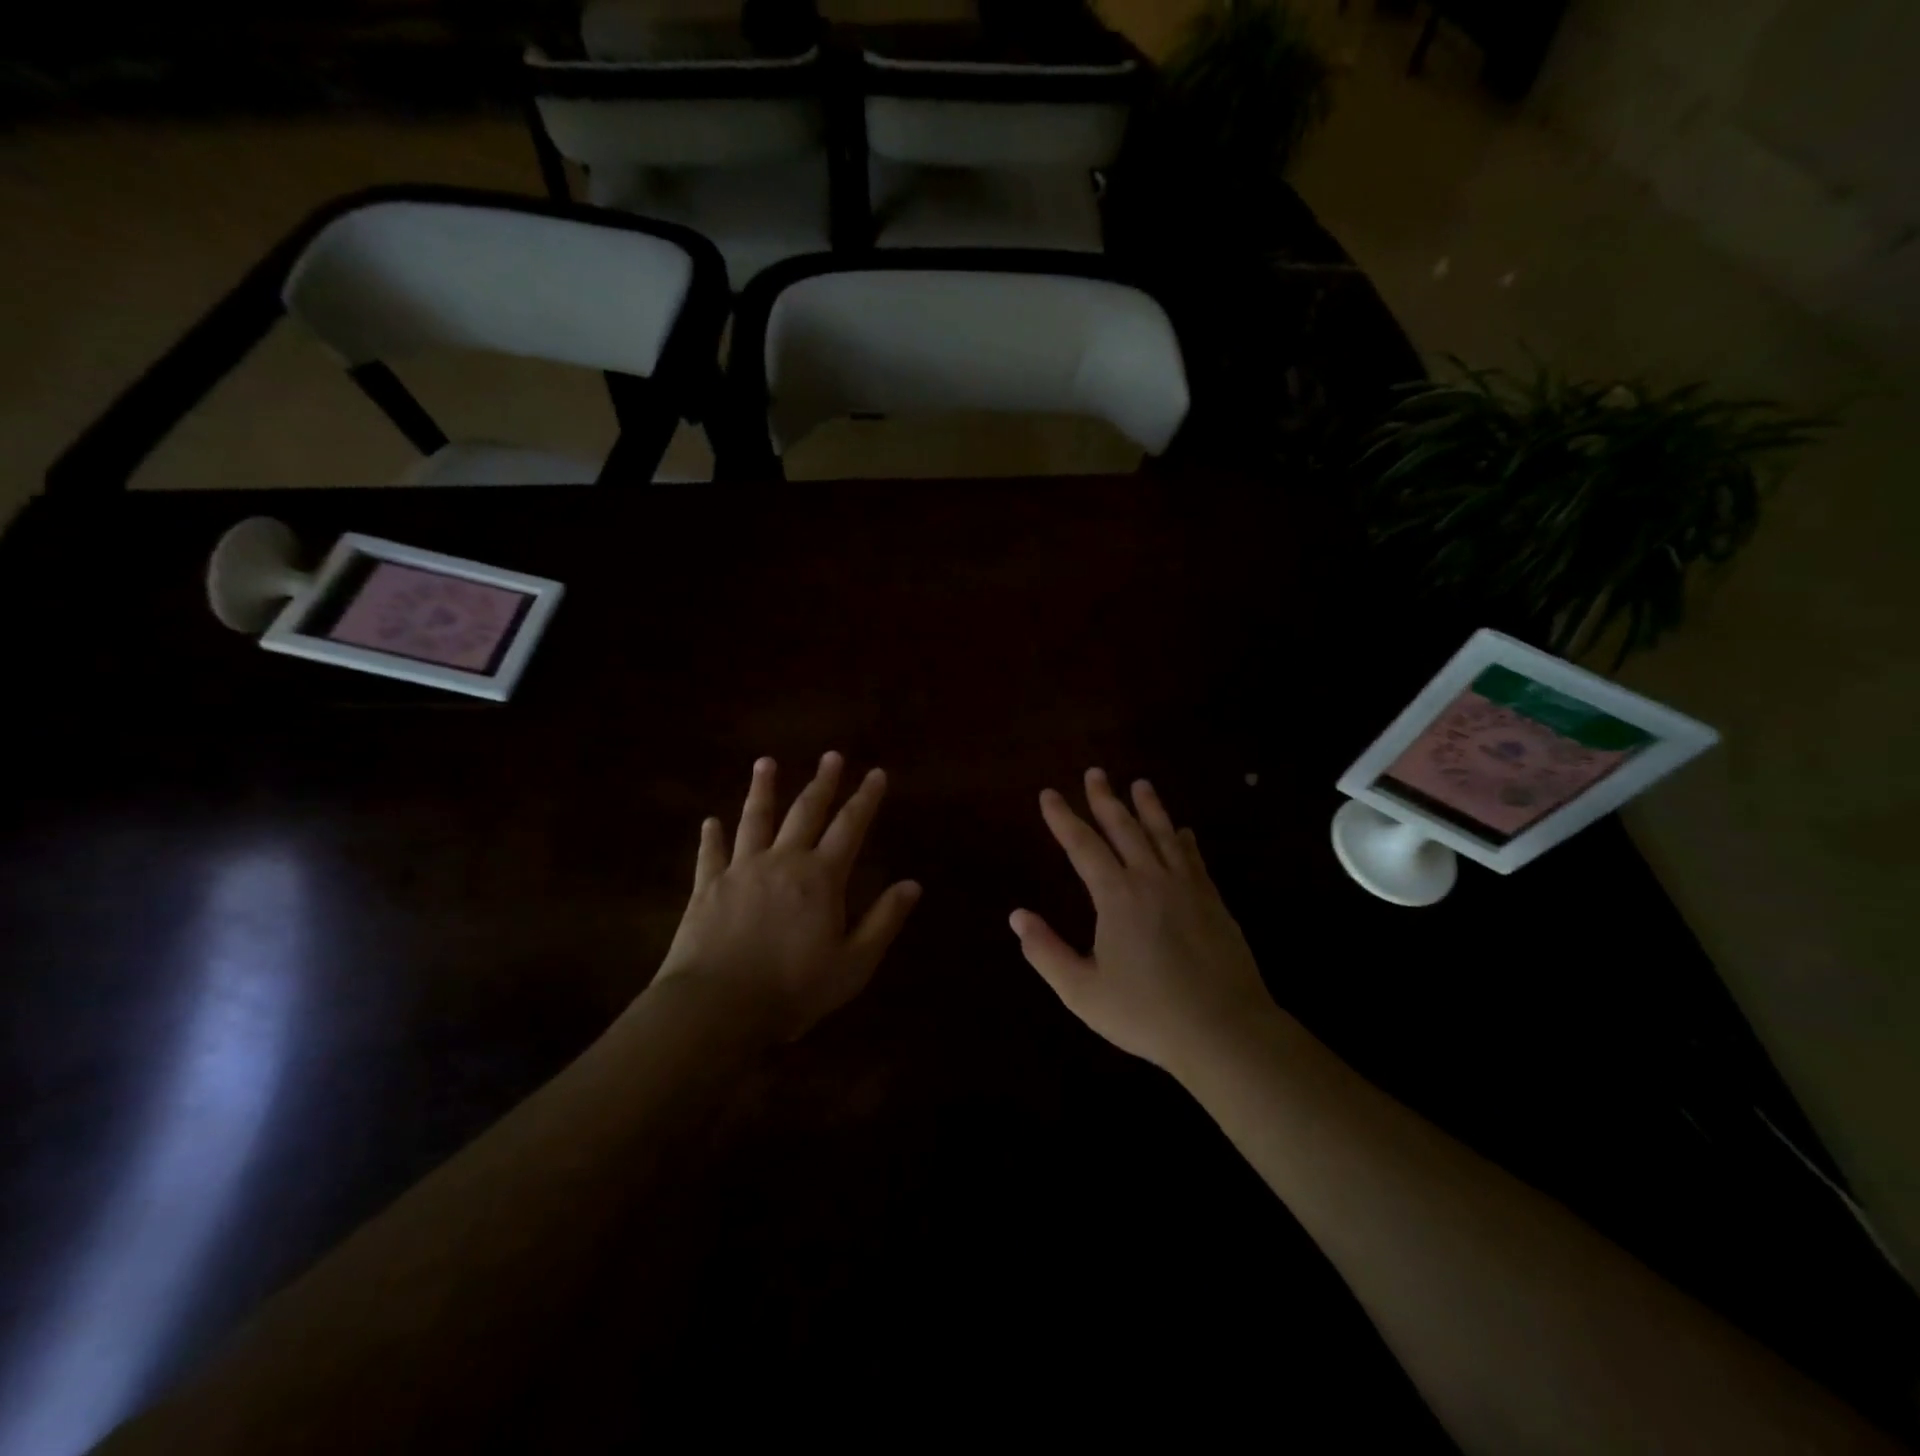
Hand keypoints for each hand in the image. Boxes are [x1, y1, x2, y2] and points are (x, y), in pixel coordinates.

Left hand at [651, 753, 920, 1043]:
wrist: (717, 1006)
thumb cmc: (793, 989)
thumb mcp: (853, 964)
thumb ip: (883, 921)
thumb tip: (913, 884)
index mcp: (821, 878)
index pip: (850, 827)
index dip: (865, 799)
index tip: (876, 773)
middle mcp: (783, 861)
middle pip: (806, 812)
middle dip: (822, 783)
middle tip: (831, 756)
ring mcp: (741, 870)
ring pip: (755, 820)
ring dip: (763, 790)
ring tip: (766, 763)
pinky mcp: (707, 887)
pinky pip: (711, 854)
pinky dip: (712, 836)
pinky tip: (710, 822)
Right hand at [1011, 769, 1273, 1074]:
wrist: (1224, 1031)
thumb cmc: (1147, 1013)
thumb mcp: (1082, 991)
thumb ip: (1046, 951)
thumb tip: (1017, 916)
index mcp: (1117, 896)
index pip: (1083, 845)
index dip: (1063, 818)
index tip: (1049, 795)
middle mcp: (1152, 879)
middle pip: (1125, 827)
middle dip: (1105, 799)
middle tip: (1095, 773)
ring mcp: (1187, 888)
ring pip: (1163, 834)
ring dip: (1149, 807)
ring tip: (1140, 784)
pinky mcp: (1213, 902)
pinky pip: (1194, 859)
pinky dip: (1183, 840)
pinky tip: (1183, 832)